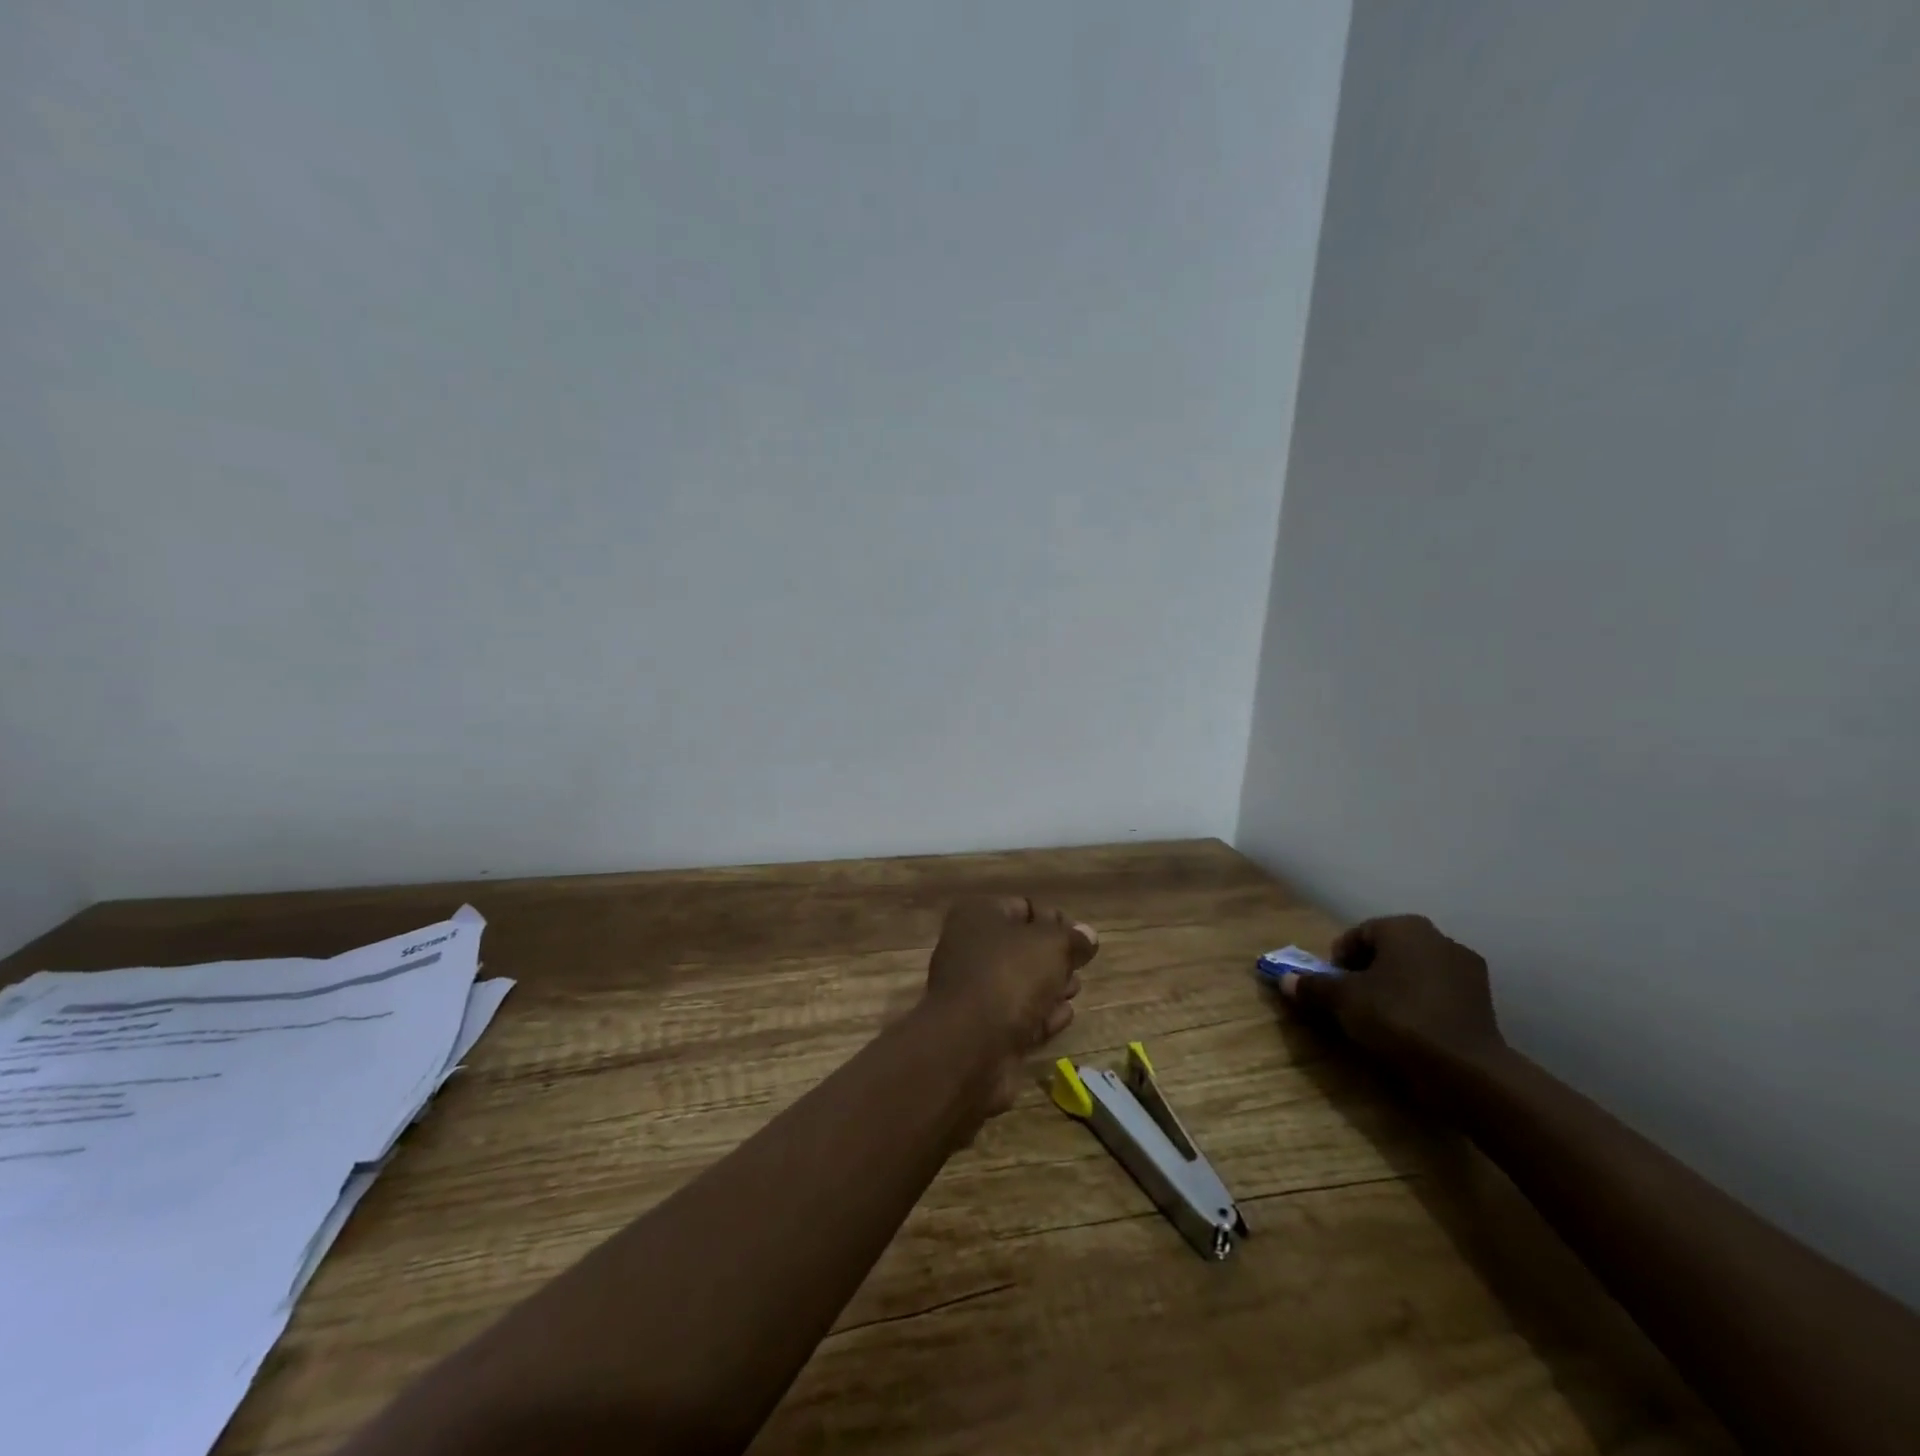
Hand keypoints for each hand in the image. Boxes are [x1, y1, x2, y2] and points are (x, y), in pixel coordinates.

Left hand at [922, 897, 1098, 1112]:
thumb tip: (1087, 936)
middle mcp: (970, 948)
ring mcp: (973, 990)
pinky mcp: (981, 1029)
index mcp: (979, 915)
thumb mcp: (1052, 945)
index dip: (1055, 920)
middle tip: (1079, 965)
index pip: (1024, 907)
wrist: (970, 1043)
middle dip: (1054, 957)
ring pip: (1020, 983)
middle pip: (1022, 947)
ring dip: (1050, 986)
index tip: (1082, 939)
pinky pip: (1017, 1015)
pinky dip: (1041, 1015)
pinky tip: (1064, 1016)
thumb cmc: (1009, 976)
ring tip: (1075, 989)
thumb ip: (1073, 938)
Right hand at [1279, 914, 1503, 1070]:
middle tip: (1352, 1002)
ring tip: (1381, 1019)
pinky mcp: (1484, 1001)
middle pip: (1388, 951)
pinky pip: (1438, 994)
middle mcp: (1438, 938)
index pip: (1358, 934)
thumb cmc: (1396, 1018)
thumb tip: (1284, 980)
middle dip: (1367, 972)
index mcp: (1404, 927)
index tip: (1332, 987)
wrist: (1466, 1069)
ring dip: (1395, 988)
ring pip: (1414, 972)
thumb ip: (1313, 986)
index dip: (1338, 960)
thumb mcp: (1342, 1001)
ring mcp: (1466, 969)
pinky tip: (1412, 1030)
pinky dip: (1421, 1004)